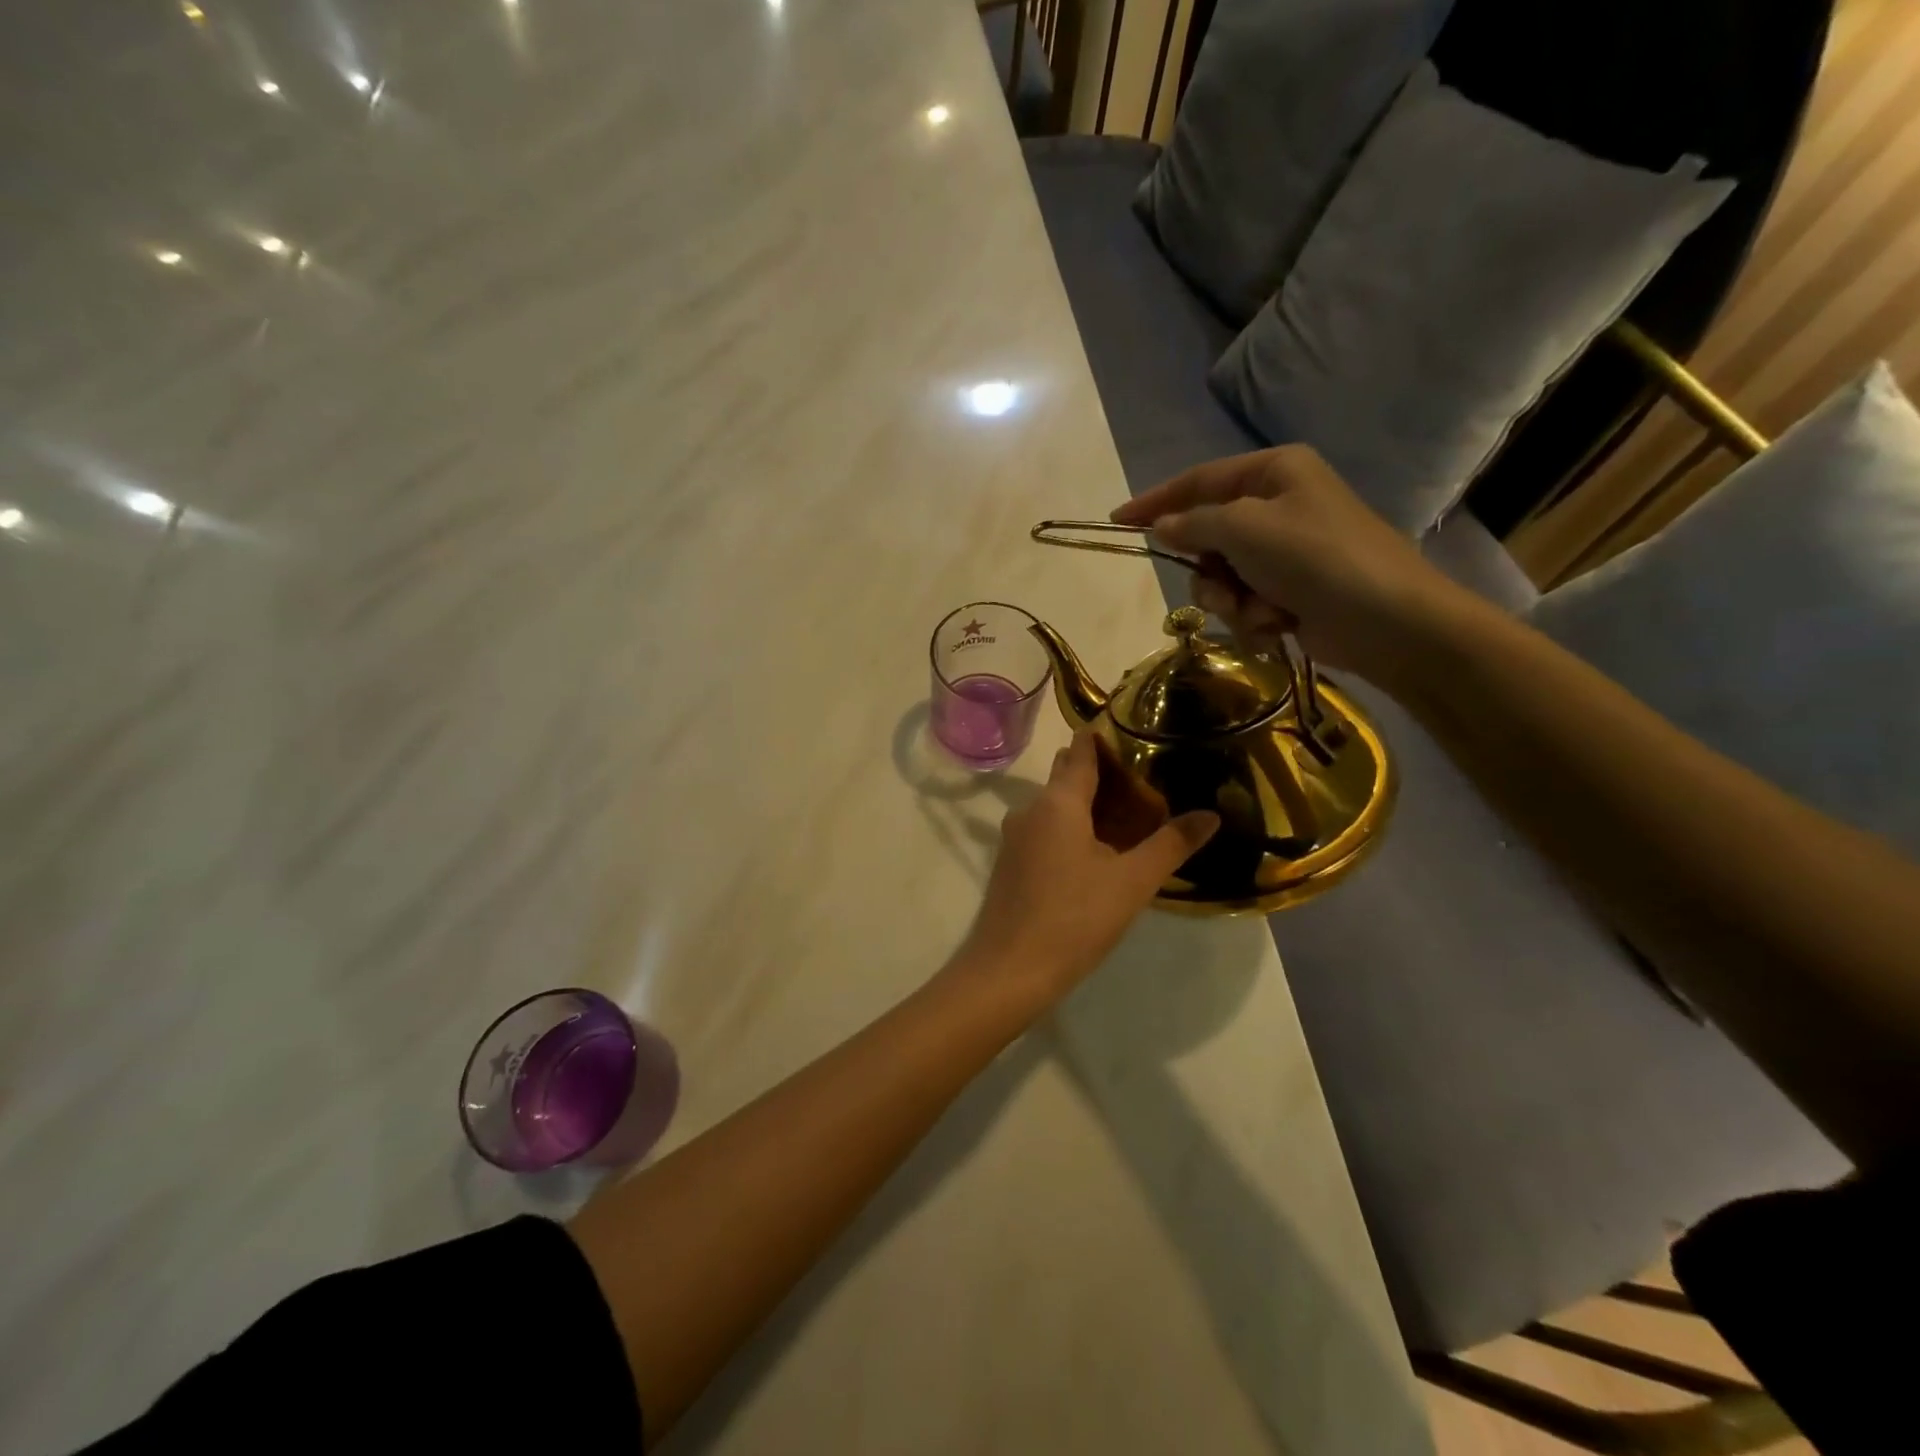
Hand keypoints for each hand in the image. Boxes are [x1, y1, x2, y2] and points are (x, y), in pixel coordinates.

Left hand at [950, 733, 1217, 1007]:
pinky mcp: (1011, 863)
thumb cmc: (1074, 918)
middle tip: (1147, 779)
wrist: (1009, 970)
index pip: (1082, 751)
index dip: (1106, 738)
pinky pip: (1045, 829)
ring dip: (1087, 803)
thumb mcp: (1132, 881)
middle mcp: (1030, 809)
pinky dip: (1071, 827)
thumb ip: (1171, 844)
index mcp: (1058, 802)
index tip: (1138, 733)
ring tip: (1129, 815)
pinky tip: (1096, 850)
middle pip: (1067, 776)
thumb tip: (1211, 814)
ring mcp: (1015, 837)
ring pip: (1055, 805)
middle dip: (1102, 772)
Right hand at [1111, 445, 1469, 689]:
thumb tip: (1163, 526)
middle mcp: (1278, 506)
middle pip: (1208, 536)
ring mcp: (1286, 552)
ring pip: (1222, 577)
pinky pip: (1246, 603)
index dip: (1155, 501)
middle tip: (1223, 587)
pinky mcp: (1291, 591)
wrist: (1386, 620)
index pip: (1198, 481)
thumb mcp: (1245, 529)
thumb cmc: (1316, 558)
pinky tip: (1280, 624)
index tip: (1117, 522)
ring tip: (1261, 612)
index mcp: (1274, 472)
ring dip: (1232, 601)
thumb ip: (1194, 523)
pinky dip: (1255, 618)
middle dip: (1209, 571)